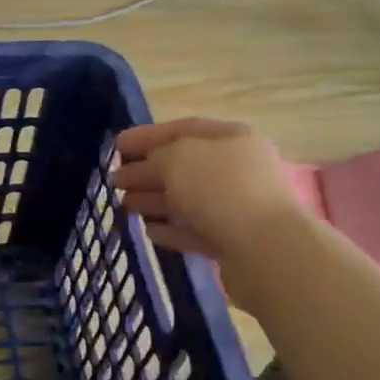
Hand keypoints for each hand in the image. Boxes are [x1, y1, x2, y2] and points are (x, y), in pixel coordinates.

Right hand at [114, 119, 302, 264]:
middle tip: (114, 180)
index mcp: (232, 138)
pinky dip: (171, 229)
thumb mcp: (178, 158)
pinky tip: (148, 230)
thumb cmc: (221, 189)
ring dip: (154, 200)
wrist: (266, 250)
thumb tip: (147, 165)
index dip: (147, 135)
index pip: (183, 129)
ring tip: (123, 205)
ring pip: (188, 200)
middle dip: (147, 171)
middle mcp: (238, 169)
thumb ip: (156, 156)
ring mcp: (239, 207)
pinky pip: (196, 231)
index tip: (116, 145)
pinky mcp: (234, 243)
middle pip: (184, 166)